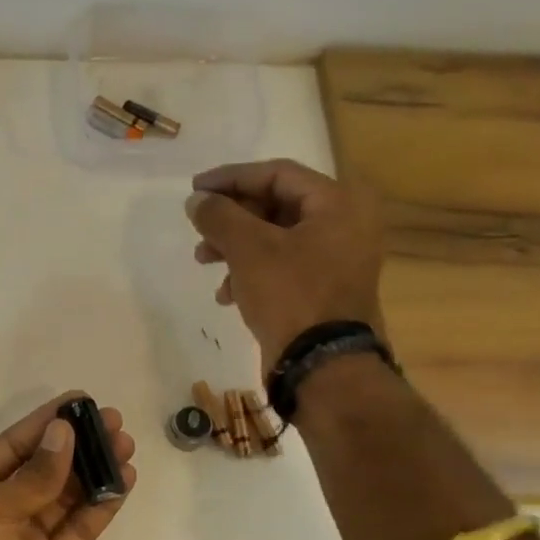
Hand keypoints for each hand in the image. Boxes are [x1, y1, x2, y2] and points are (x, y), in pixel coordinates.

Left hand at [0, 393, 136, 539]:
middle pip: (45, 468)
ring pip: (66, 497)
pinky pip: (78, 530)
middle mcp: (1, 508)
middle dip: (79, 446)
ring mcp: (26, 539)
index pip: (15, 444)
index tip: (80, 401)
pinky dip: (99, 508)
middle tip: (115, 423)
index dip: (46, 422)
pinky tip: (121, 485)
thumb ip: (34, 475)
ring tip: (126, 448)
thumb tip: (64, 432)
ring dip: (94, 473)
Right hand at [185, 159, 385, 368]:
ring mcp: (336, 259)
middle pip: (276, 206)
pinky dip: (252, 273)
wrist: (323, 365)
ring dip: (236, 247)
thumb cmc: (291, 295)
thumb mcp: (249, 249)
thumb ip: (220, 216)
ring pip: (275, 238)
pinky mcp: (323, 289)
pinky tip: (227, 294)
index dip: (231, 178)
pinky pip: (283, 267)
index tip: (195, 190)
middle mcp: (344, 224)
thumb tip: (196, 200)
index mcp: (338, 203)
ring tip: (204, 261)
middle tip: (199, 230)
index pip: (277, 173)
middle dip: (231, 218)